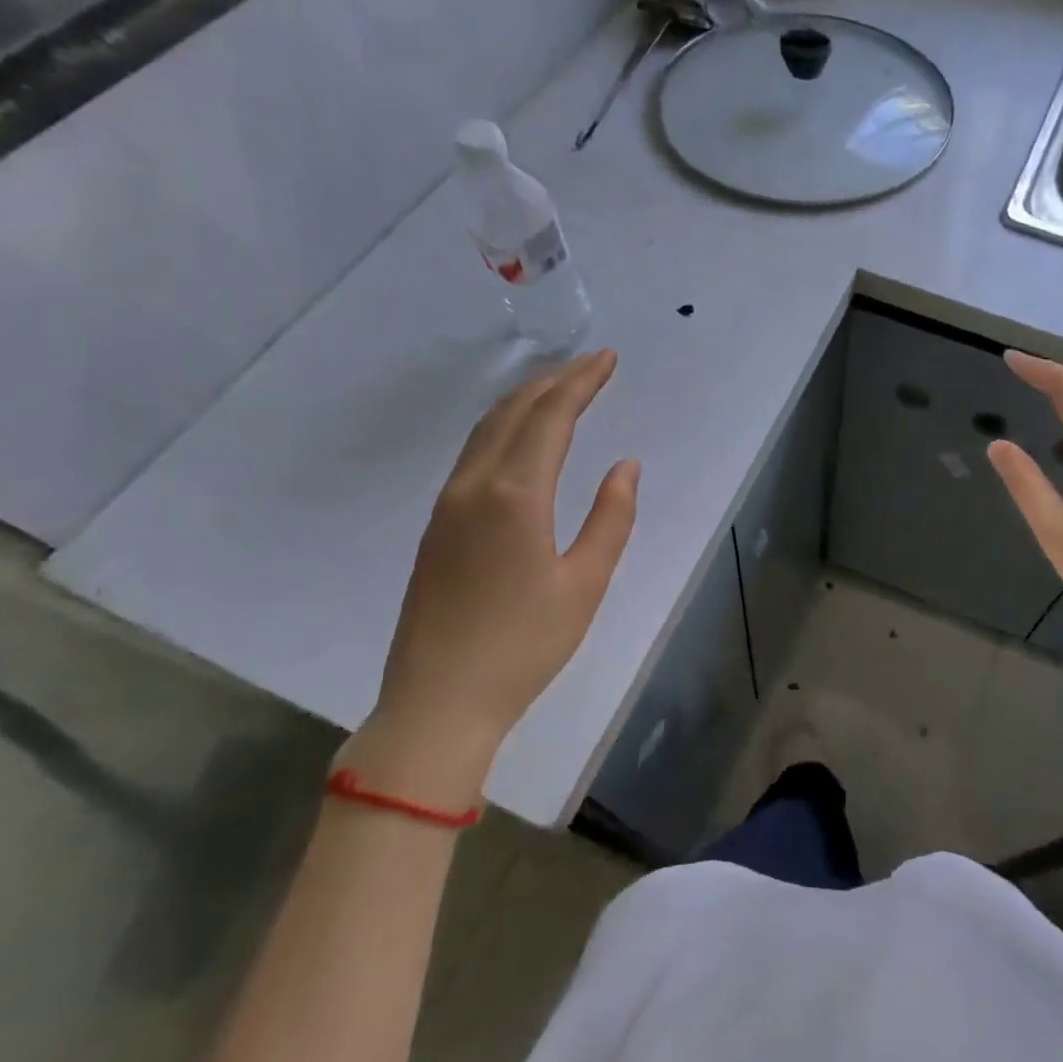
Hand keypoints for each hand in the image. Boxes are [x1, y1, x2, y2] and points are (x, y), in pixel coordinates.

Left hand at [350, 350, 639, 798]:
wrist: (438, 702)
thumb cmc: (525, 647)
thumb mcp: (585, 584)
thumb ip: (611, 518)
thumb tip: (626, 466)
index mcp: (516, 496)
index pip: (550, 417)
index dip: (581, 382)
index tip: (608, 359)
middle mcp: (474, 486)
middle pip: (514, 412)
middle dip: (555, 380)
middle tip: (592, 364)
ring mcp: (447, 504)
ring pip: (486, 429)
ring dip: (525, 399)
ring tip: (560, 386)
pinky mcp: (436, 525)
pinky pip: (472, 453)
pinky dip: (503, 427)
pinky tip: (520, 435)